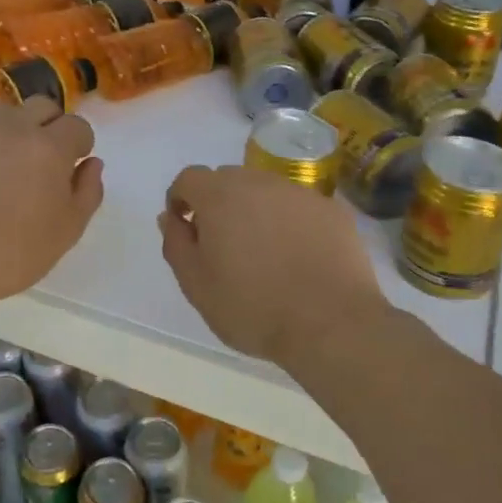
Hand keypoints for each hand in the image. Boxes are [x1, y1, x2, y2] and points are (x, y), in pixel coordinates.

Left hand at [0, 97, 103, 310]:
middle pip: (42, 106)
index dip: (79, 147)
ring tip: (3, 168)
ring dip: (13, 131)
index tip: (70, 170)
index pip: (77, 127)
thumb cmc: (11, 254)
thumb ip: (87, 191)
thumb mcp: (66, 232)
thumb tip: (91, 163)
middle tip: (41, 164)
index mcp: (49, 147)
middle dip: (50, 127)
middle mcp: (12, 126)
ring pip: (4, 114)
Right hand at [158, 165, 385, 364]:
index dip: (181, 199)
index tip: (185, 227)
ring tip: (263, 252)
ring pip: (266, 190)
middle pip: (228, 180)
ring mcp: (300, 194)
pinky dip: (290, 222)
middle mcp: (260, 183)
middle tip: (222, 244)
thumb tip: (169, 217)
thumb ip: (177, 244)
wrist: (331, 324)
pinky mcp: (332, 210)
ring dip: (255, 210)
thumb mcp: (197, 285)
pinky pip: (299, 207)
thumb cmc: (254, 308)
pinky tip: (298, 256)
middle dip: (218, 203)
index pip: (189, 178)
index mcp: (221, 197)